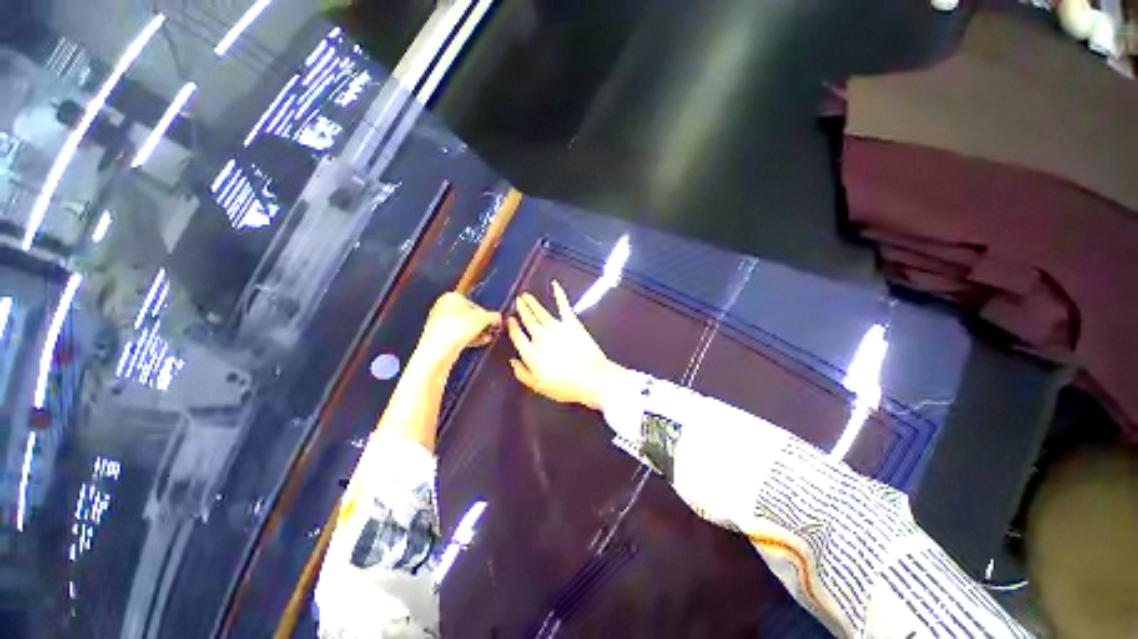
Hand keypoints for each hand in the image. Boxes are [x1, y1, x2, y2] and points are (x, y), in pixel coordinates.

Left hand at [417, 292, 501, 361]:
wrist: (439, 349)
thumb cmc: (461, 326)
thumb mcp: (484, 319)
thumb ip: (493, 316)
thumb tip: (498, 318)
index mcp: (451, 296)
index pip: (475, 304)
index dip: (486, 314)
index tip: (494, 323)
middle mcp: (442, 306)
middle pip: (469, 316)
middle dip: (482, 325)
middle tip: (492, 331)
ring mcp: (439, 322)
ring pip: (464, 326)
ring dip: (477, 332)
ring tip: (488, 339)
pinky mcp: (438, 336)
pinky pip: (457, 335)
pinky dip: (469, 338)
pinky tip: (479, 343)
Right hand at [507, 281, 626, 409]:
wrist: (590, 378)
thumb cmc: (565, 386)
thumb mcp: (538, 386)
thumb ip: (522, 373)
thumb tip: (512, 361)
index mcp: (530, 353)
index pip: (517, 336)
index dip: (512, 327)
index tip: (510, 319)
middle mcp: (540, 337)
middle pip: (528, 321)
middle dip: (522, 310)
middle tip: (517, 301)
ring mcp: (556, 327)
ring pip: (540, 312)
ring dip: (532, 303)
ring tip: (526, 296)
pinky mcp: (571, 322)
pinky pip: (563, 305)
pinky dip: (559, 294)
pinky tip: (555, 285)